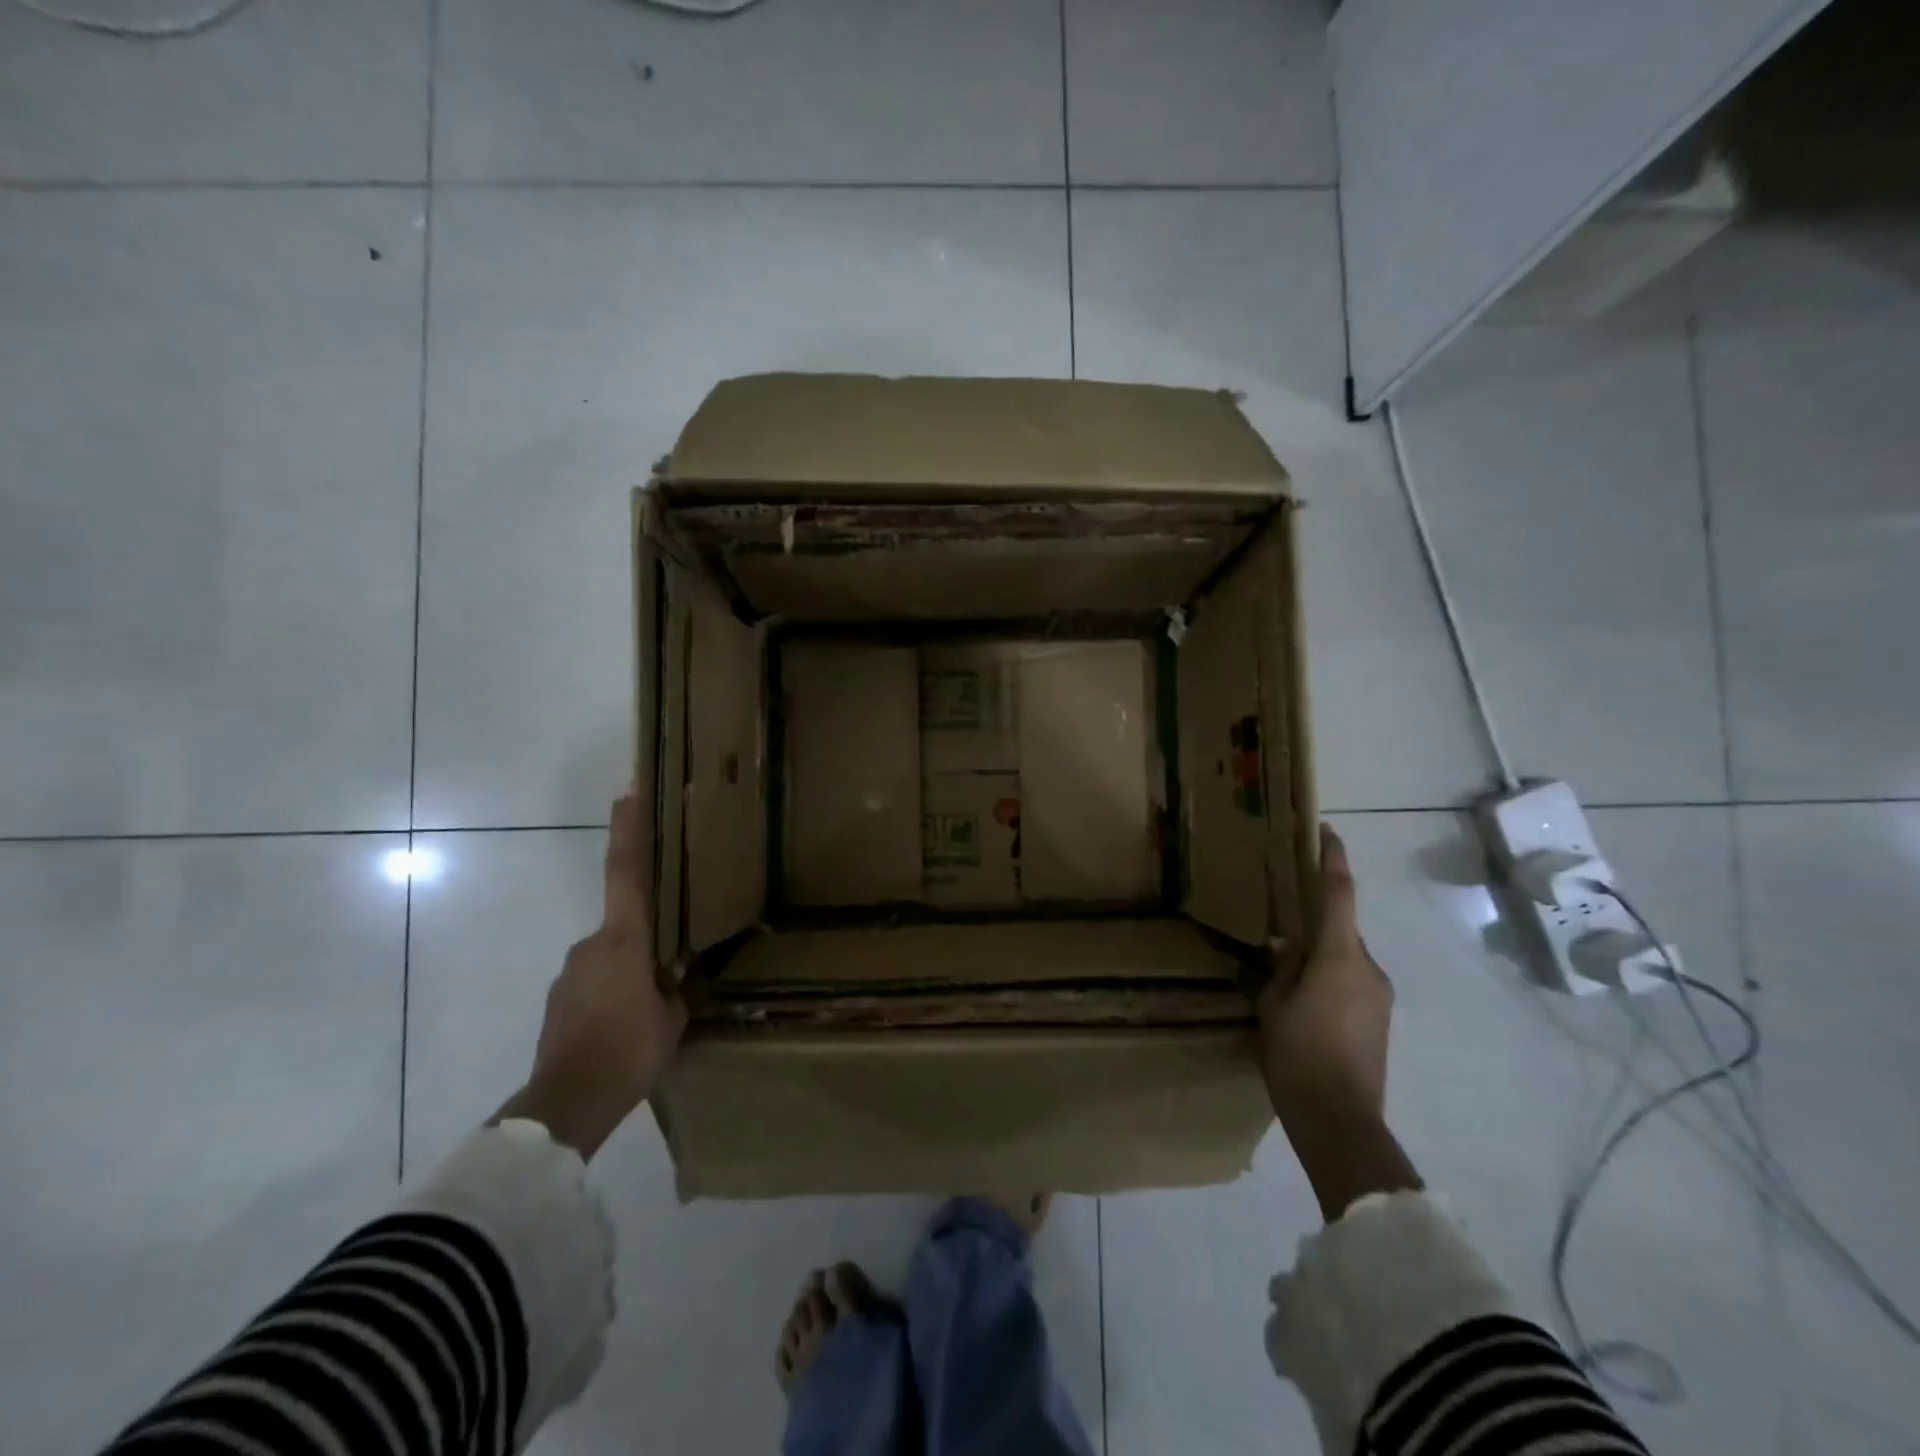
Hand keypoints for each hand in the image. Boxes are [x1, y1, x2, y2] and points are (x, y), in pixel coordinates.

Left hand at [500, 793, 687, 1159]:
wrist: (566, 1104)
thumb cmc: (629, 1050)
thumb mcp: (672, 1016)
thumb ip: (673, 985)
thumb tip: (673, 972)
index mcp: (624, 939)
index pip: (625, 871)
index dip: (628, 830)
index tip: (628, 793)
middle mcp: (592, 945)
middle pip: (625, 924)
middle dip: (648, 941)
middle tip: (670, 973)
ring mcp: (569, 973)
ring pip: (611, 959)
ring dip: (630, 975)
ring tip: (649, 1014)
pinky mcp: (557, 1001)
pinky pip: (595, 984)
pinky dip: (612, 995)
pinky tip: (625, 1029)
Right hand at [1257, 825, 1417, 1219]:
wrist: (1341, 1120)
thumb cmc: (1297, 1054)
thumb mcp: (1273, 1004)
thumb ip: (1282, 967)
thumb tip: (1288, 945)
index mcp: (1339, 957)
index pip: (1340, 895)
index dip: (1333, 860)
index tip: (1326, 832)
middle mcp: (1368, 968)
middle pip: (1342, 928)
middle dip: (1317, 919)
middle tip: (1283, 920)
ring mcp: (1380, 995)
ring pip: (1347, 957)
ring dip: (1322, 954)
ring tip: (1289, 971)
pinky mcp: (1382, 1020)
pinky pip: (1354, 981)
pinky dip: (1332, 977)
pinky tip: (1307, 1002)